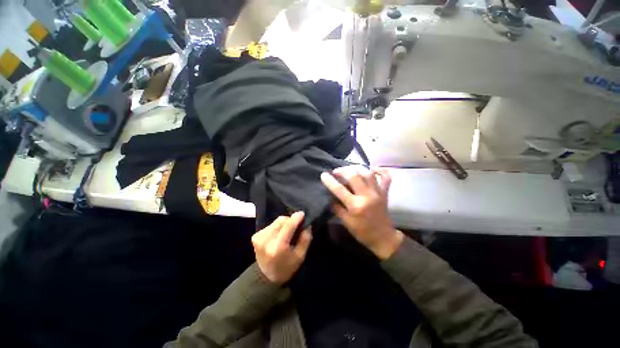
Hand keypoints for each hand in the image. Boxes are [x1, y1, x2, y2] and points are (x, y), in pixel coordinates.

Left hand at [252, 212, 312, 284]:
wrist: (265, 277)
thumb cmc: (286, 268)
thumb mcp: (300, 256)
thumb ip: (305, 238)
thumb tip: (307, 224)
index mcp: (278, 247)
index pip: (288, 226)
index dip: (296, 218)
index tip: (302, 213)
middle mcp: (266, 240)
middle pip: (281, 220)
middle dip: (290, 220)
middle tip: (296, 225)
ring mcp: (258, 237)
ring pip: (276, 221)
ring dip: (284, 223)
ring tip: (288, 231)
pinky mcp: (255, 236)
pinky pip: (270, 225)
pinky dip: (277, 227)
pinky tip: (279, 234)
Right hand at [321, 166, 403, 259]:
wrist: (383, 238)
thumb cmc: (362, 232)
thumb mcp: (346, 222)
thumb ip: (337, 208)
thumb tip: (330, 196)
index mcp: (355, 205)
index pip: (339, 189)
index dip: (330, 181)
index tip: (323, 174)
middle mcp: (367, 196)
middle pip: (354, 176)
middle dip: (342, 171)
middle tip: (336, 172)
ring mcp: (377, 193)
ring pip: (368, 173)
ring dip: (356, 169)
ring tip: (349, 170)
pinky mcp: (385, 192)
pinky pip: (385, 177)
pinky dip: (380, 170)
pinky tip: (371, 168)